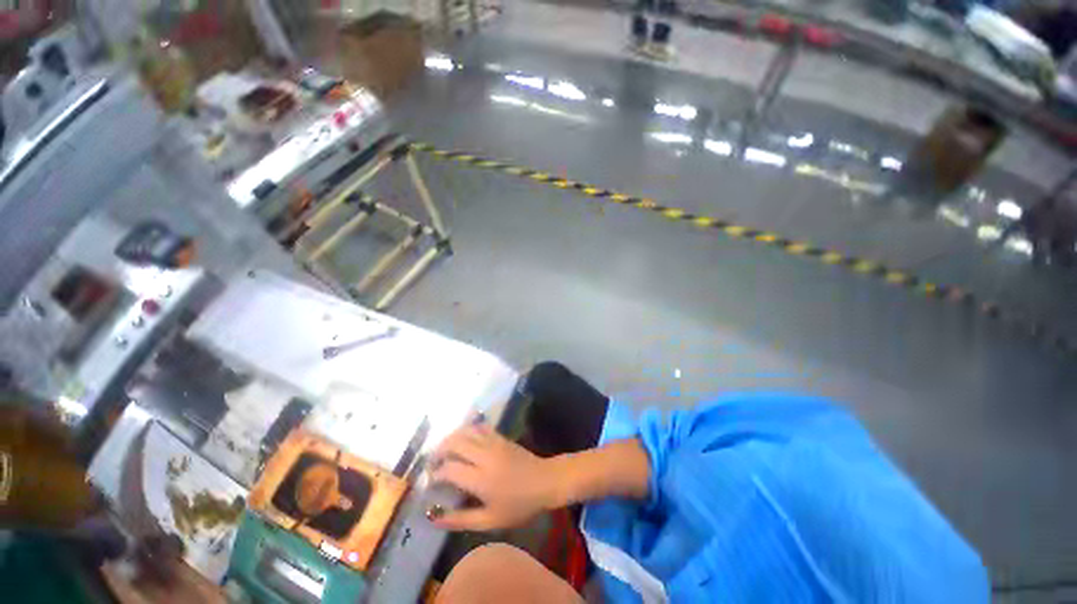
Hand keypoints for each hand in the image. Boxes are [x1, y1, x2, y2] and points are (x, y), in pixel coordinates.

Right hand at [428, 424, 559, 531]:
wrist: (545, 481)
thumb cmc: (519, 505)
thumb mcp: (490, 520)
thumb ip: (461, 519)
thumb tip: (433, 517)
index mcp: (481, 479)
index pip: (449, 469)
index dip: (435, 474)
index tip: (430, 482)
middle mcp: (485, 456)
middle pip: (455, 443)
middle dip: (439, 451)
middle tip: (433, 463)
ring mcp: (494, 442)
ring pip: (466, 431)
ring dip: (451, 438)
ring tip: (444, 451)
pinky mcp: (501, 437)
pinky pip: (480, 427)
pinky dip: (467, 429)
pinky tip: (463, 438)